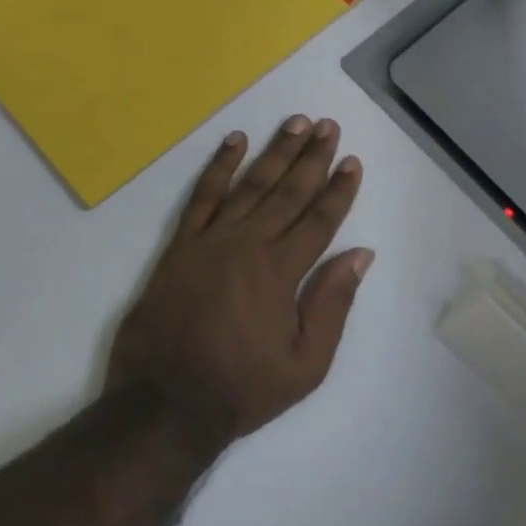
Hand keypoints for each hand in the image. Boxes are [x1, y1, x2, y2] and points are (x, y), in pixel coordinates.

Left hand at [109, 117, 372, 447]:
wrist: (165, 402)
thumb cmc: (242, 388)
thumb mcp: (305, 363)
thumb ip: (332, 304)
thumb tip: (360, 255)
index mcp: (280, 272)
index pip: (319, 220)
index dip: (339, 189)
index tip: (351, 161)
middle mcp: (248, 245)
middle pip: (288, 192)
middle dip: (312, 157)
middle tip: (329, 125)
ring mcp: (210, 241)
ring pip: (250, 185)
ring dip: (275, 152)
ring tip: (295, 123)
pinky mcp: (180, 245)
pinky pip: (202, 196)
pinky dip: (218, 167)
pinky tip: (234, 141)